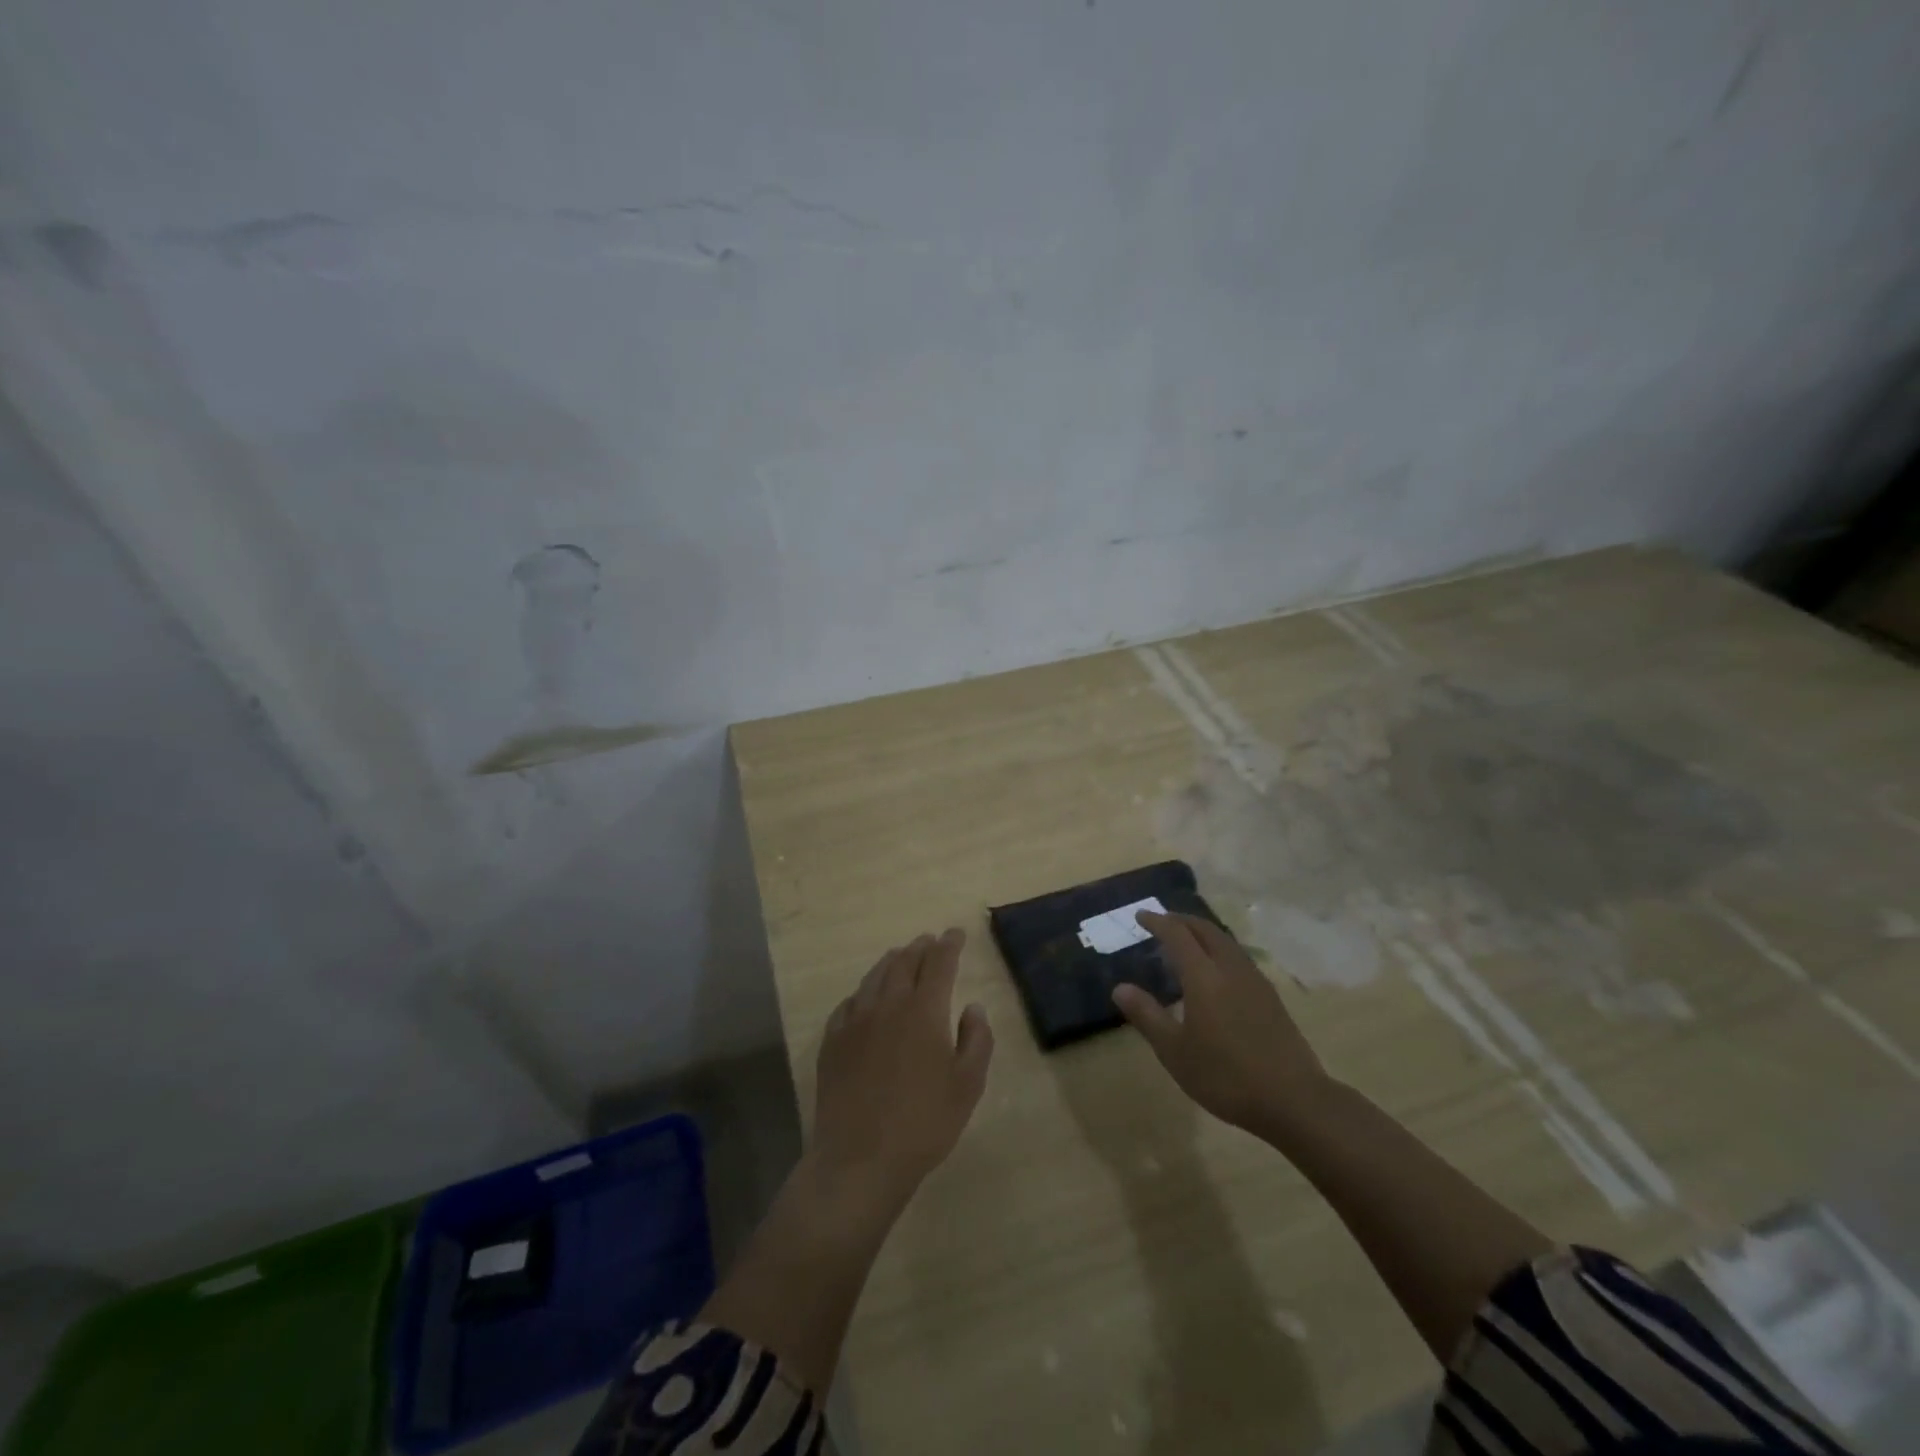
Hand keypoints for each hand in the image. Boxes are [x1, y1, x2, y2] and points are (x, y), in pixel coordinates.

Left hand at [811, 928, 994, 1214]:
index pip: (939, 963)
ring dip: (891, 962)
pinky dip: (863, 992)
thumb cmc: (924, 1123)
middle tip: (930, 940)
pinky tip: (865, 998)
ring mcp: (855, 1021)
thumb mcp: (968, 1085)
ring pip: (874, 977)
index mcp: (924, 1010)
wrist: (860, 1158)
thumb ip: (976, 1040)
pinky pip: (849, 1003)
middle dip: (920, 947)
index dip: (949, 944)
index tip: (956, 933)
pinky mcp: (832, 1041)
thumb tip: (972, 1007)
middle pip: (904, 963)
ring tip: (900, 956)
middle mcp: (888, 1004)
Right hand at [1113, 911, 1330, 1133]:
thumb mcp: (1175, 1051)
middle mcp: (1230, 969)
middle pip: (1206, 930)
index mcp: (1204, 976)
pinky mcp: (1271, 997)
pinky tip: (1216, 972)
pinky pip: (1238, 957)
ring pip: (1226, 941)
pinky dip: (1219, 950)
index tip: (1140, 915)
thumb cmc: (1225, 1076)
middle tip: (1162, 922)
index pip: (1177, 934)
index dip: (1157, 921)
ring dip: (1203, 933)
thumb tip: (1120, 988)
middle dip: (1182, 920)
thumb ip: (1147, 1015)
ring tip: (1186, 943)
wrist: (1294, 1100)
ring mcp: (1255, 981)